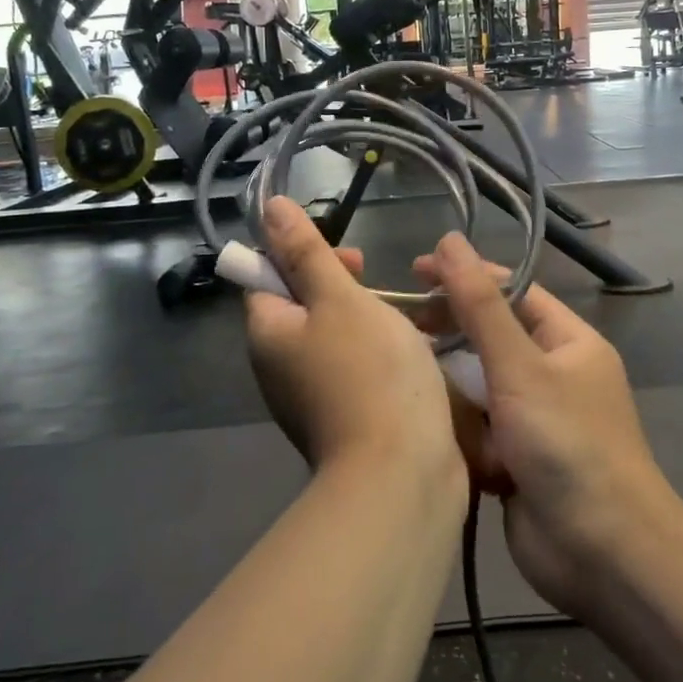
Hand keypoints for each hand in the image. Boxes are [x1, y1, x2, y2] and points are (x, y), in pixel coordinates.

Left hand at [246, 198, 462, 488]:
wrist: (401, 474)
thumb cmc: (370, 372)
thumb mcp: (340, 299)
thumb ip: (306, 252)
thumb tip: (269, 207)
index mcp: (268, 335)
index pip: (267, 277)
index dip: (303, 257)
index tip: (353, 260)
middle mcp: (279, 369)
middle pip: (303, 309)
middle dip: (345, 289)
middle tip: (384, 288)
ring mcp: (311, 399)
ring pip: (336, 340)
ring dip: (370, 321)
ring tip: (411, 318)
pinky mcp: (344, 421)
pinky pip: (356, 372)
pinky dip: (380, 356)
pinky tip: (415, 355)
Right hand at [418, 234, 680, 615]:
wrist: (602, 553)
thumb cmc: (567, 445)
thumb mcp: (520, 367)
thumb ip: (480, 306)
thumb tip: (451, 241)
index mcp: (569, 343)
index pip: (512, 292)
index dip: (466, 276)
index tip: (414, 270)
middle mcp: (553, 375)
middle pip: (492, 337)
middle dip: (452, 331)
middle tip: (400, 326)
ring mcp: (534, 420)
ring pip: (478, 385)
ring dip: (450, 384)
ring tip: (404, 376)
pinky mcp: (515, 460)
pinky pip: (477, 428)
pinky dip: (456, 427)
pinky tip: (422, 423)